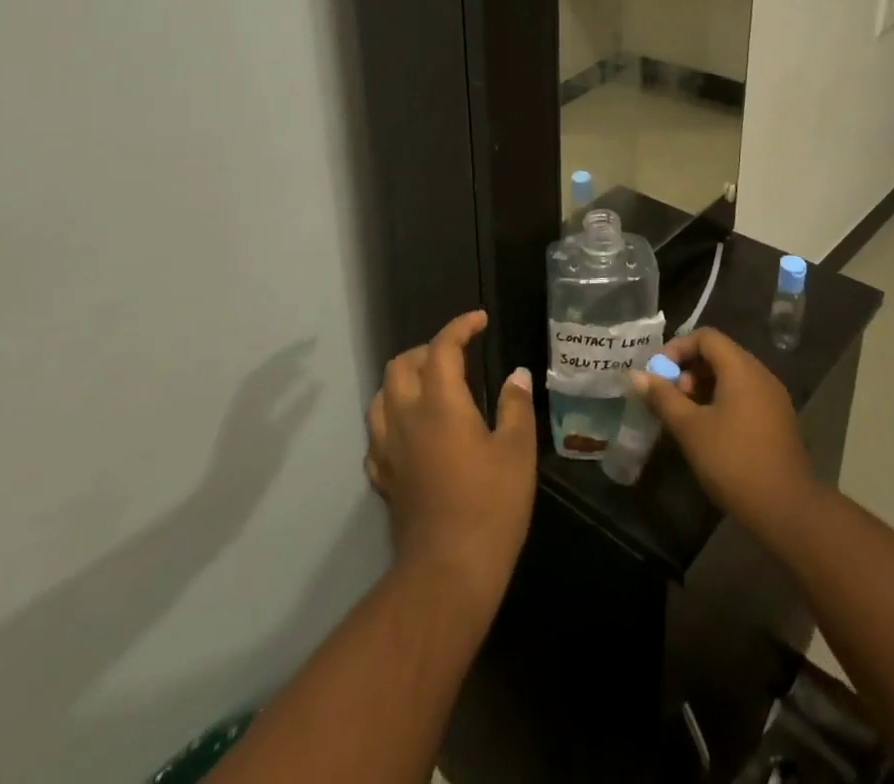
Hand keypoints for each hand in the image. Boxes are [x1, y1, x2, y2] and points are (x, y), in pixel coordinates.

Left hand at [367, 311, 535, 607]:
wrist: (448, 572)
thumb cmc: (490, 506)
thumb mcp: (516, 451)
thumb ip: (515, 406)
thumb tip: (516, 375)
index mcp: (440, 403)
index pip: (442, 347)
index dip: (460, 326)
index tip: (480, 321)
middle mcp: (406, 416)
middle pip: (402, 364)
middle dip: (428, 350)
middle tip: (457, 356)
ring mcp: (388, 447)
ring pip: (382, 394)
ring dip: (404, 379)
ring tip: (431, 386)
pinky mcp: (382, 475)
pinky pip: (377, 431)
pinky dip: (392, 416)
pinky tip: (411, 429)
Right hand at [629, 327, 818, 542]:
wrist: (788, 511)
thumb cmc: (733, 461)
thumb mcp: (690, 429)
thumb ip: (663, 398)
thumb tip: (637, 375)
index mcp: (741, 369)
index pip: (706, 337)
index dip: (678, 348)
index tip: (658, 373)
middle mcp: (761, 375)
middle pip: (719, 355)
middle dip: (689, 369)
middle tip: (670, 397)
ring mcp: (773, 399)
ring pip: (732, 377)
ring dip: (704, 387)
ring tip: (685, 416)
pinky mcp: (778, 421)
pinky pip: (745, 396)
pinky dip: (722, 401)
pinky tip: (709, 430)